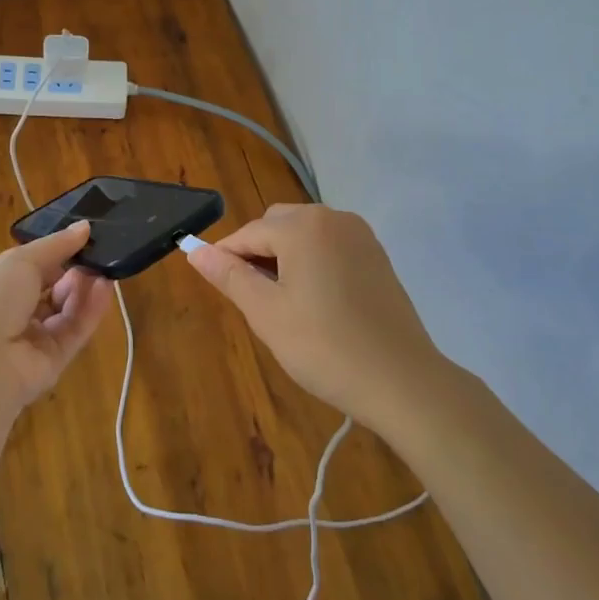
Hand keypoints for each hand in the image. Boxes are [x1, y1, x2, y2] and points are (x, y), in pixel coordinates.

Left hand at [0, 221, 110, 411]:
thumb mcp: (20, 260)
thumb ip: (56, 245)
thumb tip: (84, 227)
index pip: (30, 268)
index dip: (55, 253)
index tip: (83, 238)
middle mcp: (12, 314)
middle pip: (51, 290)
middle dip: (73, 271)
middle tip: (96, 255)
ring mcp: (32, 340)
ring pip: (65, 311)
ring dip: (84, 289)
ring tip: (104, 269)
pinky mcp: (53, 362)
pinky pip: (74, 332)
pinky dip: (90, 310)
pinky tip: (105, 288)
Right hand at [185, 204, 443, 431]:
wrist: (402, 381)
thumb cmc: (325, 347)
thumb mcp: (266, 313)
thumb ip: (230, 276)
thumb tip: (196, 251)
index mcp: (304, 226)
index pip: (248, 233)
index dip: (224, 257)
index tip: (211, 283)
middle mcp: (333, 218)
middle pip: (277, 225)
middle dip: (257, 253)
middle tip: (251, 299)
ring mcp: (360, 236)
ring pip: (304, 234)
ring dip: (284, 257)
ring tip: (282, 303)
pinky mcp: (377, 256)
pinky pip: (330, 246)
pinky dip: (312, 262)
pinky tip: (315, 302)